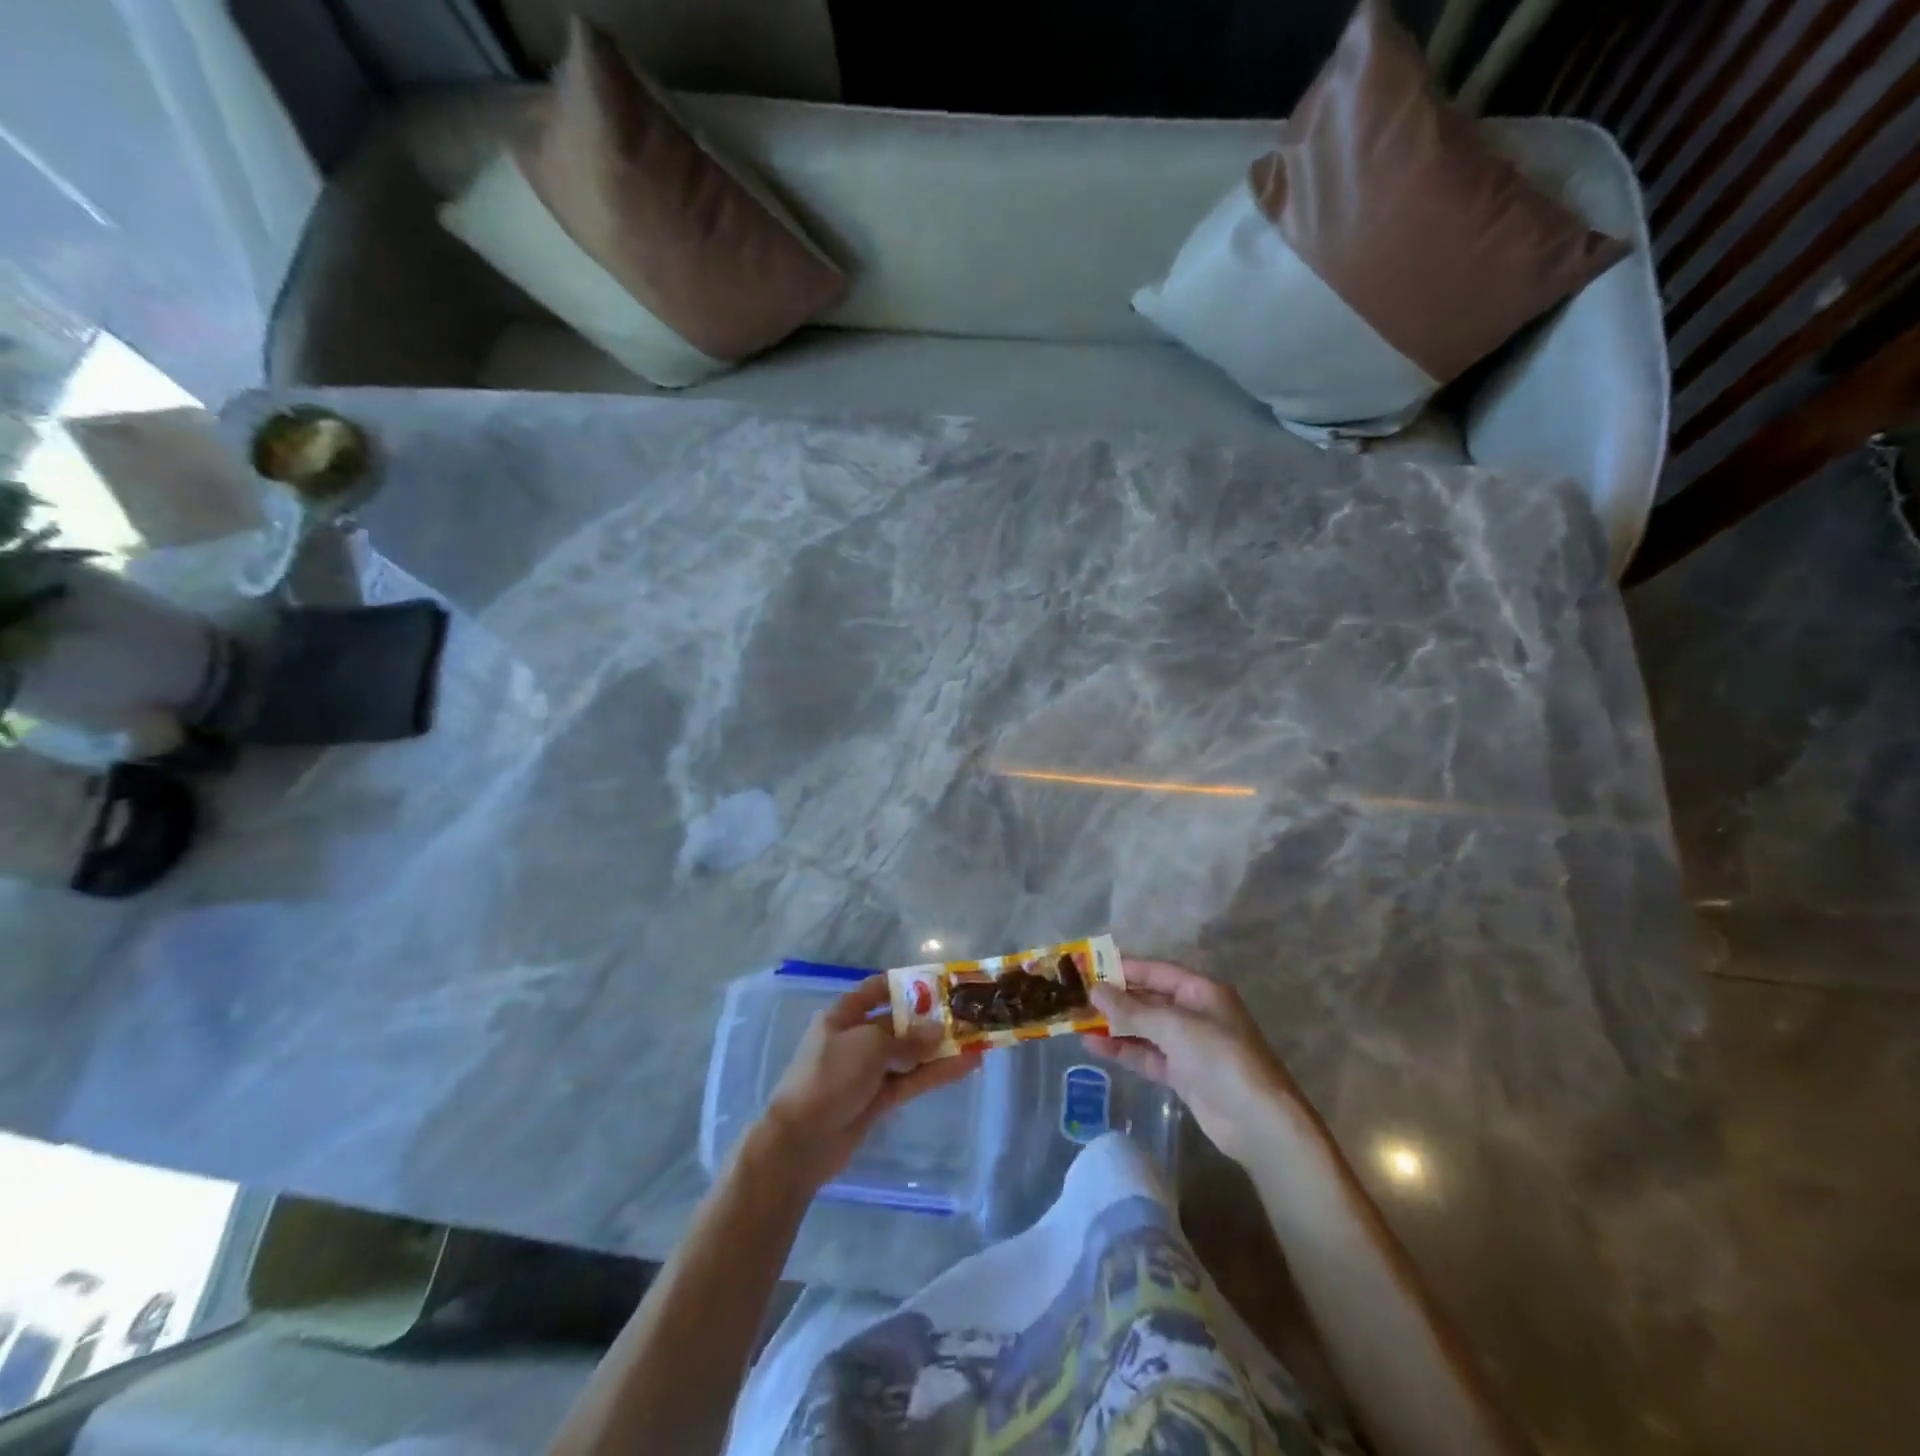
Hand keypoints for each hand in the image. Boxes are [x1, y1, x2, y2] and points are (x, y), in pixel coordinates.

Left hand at [760, 976, 974, 1186]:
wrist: (801, 1140)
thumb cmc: (830, 1075)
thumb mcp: (869, 1046)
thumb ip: (908, 1039)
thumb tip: (939, 1031)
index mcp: (844, 1014)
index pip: (877, 989)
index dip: (906, 984)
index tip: (940, 984)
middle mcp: (856, 1038)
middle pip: (898, 1022)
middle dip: (930, 1019)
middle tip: (967, 1014)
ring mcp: (867, 1070)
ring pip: (909, 1054)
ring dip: (939, 1049)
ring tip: (976, 1040)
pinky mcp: (877, 1100)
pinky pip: (910, 1080)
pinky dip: (935, 1074)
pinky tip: (965, 1066)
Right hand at [1085, 959, 1303, 1163]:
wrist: (1258, 1122)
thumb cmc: (1220, 1058)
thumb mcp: (1174, 1026)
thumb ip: (1132, 1009)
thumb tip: (1095, 990)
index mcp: (1201, 991)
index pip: (1156, 972)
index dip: (1123, 969)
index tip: (1088, 968)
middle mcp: (1195, 1013)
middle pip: (1148, 999)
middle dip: (1115, 999)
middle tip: (1076, 997)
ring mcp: (1189, 1046)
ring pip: (1144, 1029)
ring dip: (1114, 1025)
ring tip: (1077, 1022)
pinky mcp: (1183, 1075)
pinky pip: (1147, 1055)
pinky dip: (1123, 1050)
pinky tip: (1094, 1047)